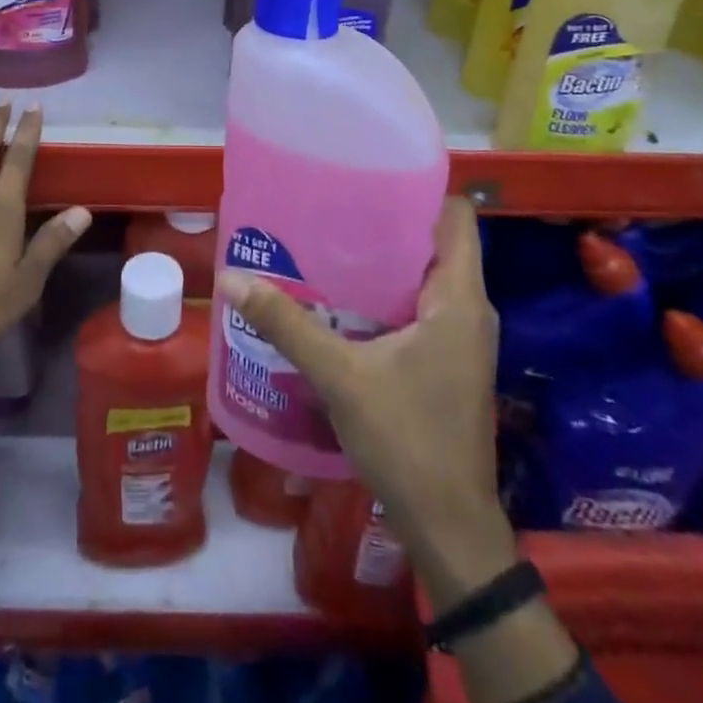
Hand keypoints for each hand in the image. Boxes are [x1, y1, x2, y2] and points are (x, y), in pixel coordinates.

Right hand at [218, 196, 514, 606]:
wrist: (449, 528)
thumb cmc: (407, 441)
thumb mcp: (340, 376)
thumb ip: (287, 324)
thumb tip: (232, 278)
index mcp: (460, 299)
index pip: (456, 216)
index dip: (419, 188)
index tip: (369, 175)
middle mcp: (470, 310)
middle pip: (437, 241)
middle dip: (388, 221)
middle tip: (332, 206)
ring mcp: (462, 338)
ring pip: (428, 276)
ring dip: (386, 260)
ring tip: (330, 243)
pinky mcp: (450, 361)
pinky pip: (422, 305)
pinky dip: (389, 292)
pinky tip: (343, 298)